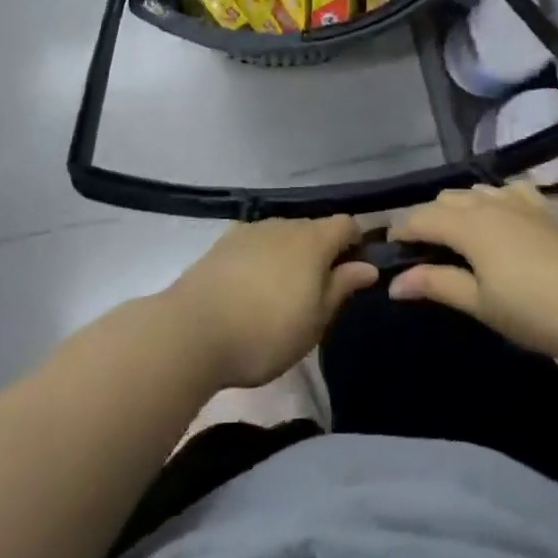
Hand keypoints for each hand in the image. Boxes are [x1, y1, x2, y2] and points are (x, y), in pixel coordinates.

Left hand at [166, 217, 378, 388]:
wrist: (190, 332)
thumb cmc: (266, 332)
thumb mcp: (315, 320)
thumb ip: (341, 287)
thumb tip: (367, 266)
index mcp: (313, 240)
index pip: (347, 225)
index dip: (357, 243)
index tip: (355, 272)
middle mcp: (283, 224)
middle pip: (313, 229)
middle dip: (322, 252)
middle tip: (319, 292)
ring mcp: (249, 231)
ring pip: (282, 235)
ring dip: (289, 256)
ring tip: (282, 293)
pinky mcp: (221, 244)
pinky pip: (255, 244)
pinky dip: (262, 259)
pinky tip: (251, 287)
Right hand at [389, 183, 557, 367]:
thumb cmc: (536, 311)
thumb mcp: (481, 304)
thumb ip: (436, 285)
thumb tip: (394, 282)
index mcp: (469, 225)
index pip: (420, 217)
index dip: (400, 231)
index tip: (388, 251)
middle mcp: (491, 203)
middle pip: (445, 199)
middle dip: (427, 219)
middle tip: (422, 253)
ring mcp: (522, 202)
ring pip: (475, 191)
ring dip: (457, 208)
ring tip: (457, 238)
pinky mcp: (547, 209)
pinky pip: (508, 191)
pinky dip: (491, 200)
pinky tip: (499, 219)